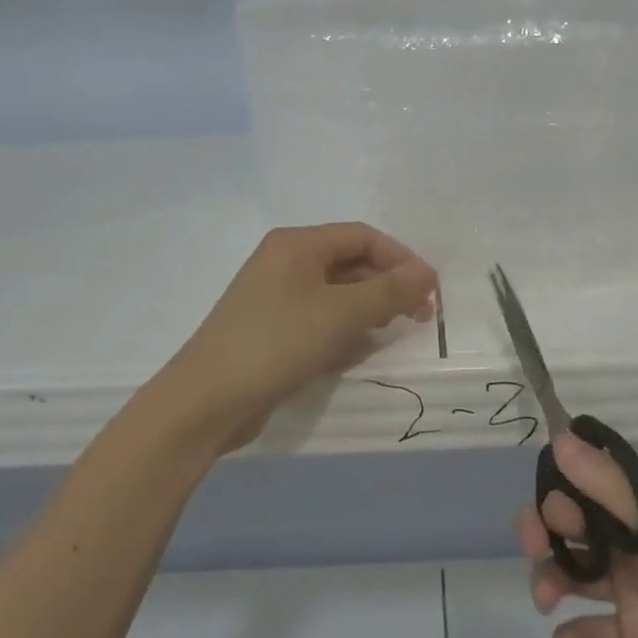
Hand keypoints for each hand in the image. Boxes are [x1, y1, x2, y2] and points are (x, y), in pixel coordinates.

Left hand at [159, 223, 437, 452]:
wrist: (207, 401)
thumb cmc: (277, 343)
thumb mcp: (340, 314)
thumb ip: (388, 291)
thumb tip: (426, 274)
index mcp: (296, 244)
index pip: (362, 236)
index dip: (401, 258)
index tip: (430, 290)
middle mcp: (285, 263)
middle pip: (350, 264)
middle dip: (386, 287)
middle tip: (418, 316)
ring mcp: (276, 299)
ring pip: (336, 295)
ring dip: (367, 312)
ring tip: (390, 335)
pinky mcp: (272, 332)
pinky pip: (319, 322)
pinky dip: (342, 333)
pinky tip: (356, 354)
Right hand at [519, 434, 637, 637]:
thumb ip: (611, 488)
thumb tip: (559, 439)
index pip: (591, 481)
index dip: (561, 490)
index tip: (552, 514)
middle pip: (576, 525)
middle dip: (546, 531)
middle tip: (534, 550)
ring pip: (578, 573)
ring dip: (552, 578)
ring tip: (546, 602)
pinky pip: (595, 632)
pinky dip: (574, 636)